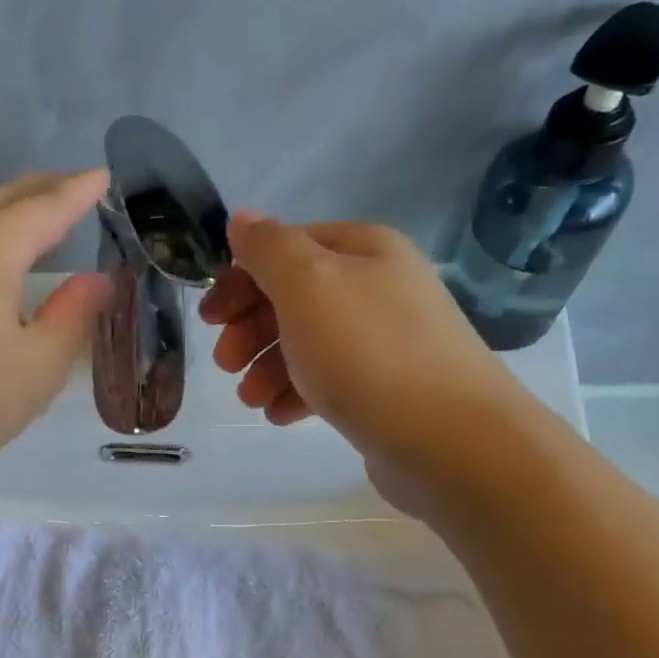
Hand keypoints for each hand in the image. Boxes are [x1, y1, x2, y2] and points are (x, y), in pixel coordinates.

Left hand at [0, 170, 113, 489]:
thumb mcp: (39, 366)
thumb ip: (74, 315)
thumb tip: (96, 281)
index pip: (47, 206)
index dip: (80, 191)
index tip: (103, 177)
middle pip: (3, 199)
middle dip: (44, 191)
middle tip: (77, 191)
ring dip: (7, 215)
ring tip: (37, 223)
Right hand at [199, 213, 519, 513]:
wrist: (447, 438)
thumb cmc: (367, 353)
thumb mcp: (307, 286)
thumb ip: (268, 249)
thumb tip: (242, 219)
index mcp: (363, 250)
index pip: (287, 248)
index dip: (242, 279)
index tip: (211, 319)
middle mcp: (378, 287)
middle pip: (295, 297)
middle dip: (251, 329)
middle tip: (225, 365)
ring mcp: (385, 340)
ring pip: (308, 343)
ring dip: (267, 368)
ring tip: (251, 400)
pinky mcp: (387, 389)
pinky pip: (330, 381)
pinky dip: (298, 394)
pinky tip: (281, 416)